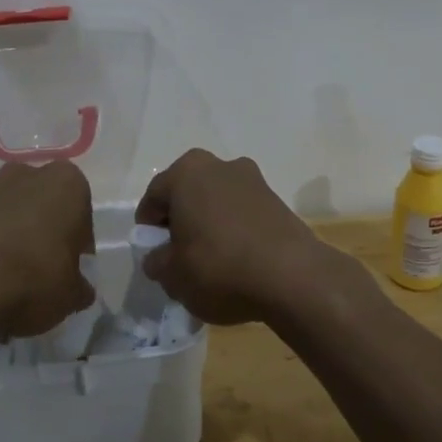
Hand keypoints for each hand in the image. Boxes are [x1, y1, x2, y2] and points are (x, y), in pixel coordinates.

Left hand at [0, 161, 95, 337]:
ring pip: (13, 219)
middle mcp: (29, 175)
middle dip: (44, 238)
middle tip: (42, 276)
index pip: (82, 220)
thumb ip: (79, 288)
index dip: (77, 251)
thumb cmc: (33, 277)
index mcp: (68, 184)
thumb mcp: (71, 294)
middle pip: (45, 211)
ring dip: (15, 244)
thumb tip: (78, 289)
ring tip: (10, 285)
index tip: (68, 275)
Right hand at [134, 150, 348, 323]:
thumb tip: (159, 257)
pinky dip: (235, 232)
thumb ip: (157, 262)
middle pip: (188, 194)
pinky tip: (238, 262)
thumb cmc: (219, 267)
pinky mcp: (278, 201)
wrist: (293, 276)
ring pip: (217, 203)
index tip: (153, 254)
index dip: (148, 228)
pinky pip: (243, 214)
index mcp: (188, 172)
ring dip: (210, 225)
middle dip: (181, 222)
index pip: (154, 197)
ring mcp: (254, 180)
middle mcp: (221, 165)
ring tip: (210, 262)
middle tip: (179, 256)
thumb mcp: (173, 275)